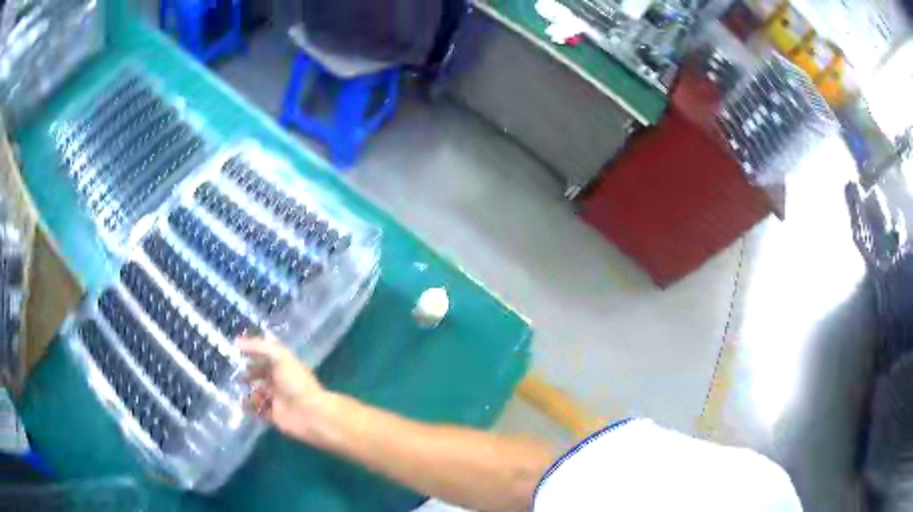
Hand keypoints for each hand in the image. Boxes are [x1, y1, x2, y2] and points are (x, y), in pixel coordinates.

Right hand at [240, 336, 328, 442]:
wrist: (310, 413)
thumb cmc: (296, 382)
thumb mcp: (279, 357)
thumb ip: (259, 347)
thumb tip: (237, 342)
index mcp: (283, 365)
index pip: (265, 356)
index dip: (251, 354)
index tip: (235, 352)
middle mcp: (279, 380)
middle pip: (259, 375)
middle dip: (247, 375)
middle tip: (235, 375)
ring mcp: (277, 398)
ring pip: (257, 392)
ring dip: (247, 392)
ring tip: (239, 391)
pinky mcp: (274, 414)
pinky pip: (258, 410)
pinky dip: (250, 408)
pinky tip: (243, 405)